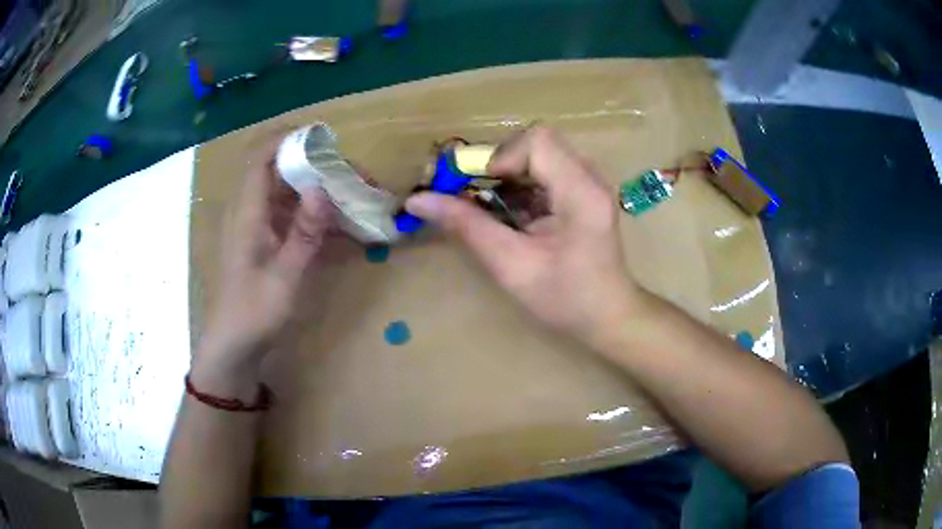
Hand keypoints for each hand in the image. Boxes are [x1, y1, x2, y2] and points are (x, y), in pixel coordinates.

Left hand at [198, 141, 334, 372]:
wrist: (234, 345)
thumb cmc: (253, 313)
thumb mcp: (284, 278)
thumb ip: (304, 234)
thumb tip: (322, 189)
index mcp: (248, 213)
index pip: (262, 157)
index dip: (288, 139)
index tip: (325, 138)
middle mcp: (251, 211)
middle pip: (281, 170)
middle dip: (317, 167)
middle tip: (354, 177)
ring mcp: (257, 226)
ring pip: (288, 192)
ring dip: (320, 190)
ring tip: (355, 197)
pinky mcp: (265, 240)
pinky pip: (291, 215)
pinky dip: (314, 214)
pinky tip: (340, 226)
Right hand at [405, 126, 641, 347]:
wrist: (607, 316)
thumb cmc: (564, 299)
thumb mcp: (511, 265)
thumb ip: (467, 226)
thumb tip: (418, 199)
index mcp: (581, 192)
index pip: (537, 142)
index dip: (501, 157)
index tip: (481, 191)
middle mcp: (589, 177)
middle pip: (536, 142)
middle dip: (499, 164)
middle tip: (478, 197)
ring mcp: (587, 182)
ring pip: (537, 154)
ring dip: (507, 176)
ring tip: (493, 209)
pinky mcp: (581, 191)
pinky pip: (544, 171)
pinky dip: (519, 186)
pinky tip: (512, 216)